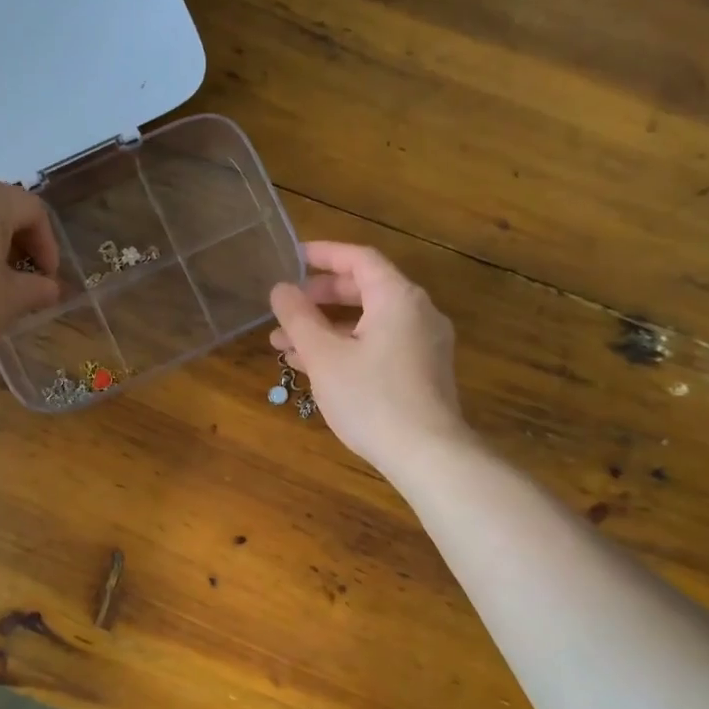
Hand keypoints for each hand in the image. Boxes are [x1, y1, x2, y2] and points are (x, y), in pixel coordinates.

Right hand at [269, 241, 470, 477]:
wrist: (427, 454)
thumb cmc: (371, 398)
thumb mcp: (325, 356)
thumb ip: (299, 318)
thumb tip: (281, 289)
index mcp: (397, 298)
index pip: (360, 259)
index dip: (324, 254)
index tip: (292, 257)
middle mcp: (417, 313)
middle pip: (365, 290)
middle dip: (320, 298)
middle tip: (286, 306)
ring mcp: (424, 344)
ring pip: (369, 323)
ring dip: (327, 329)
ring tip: (284, 345)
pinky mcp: (422, 372)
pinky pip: (379, 345)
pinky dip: (347, 347)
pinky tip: (314, 368)